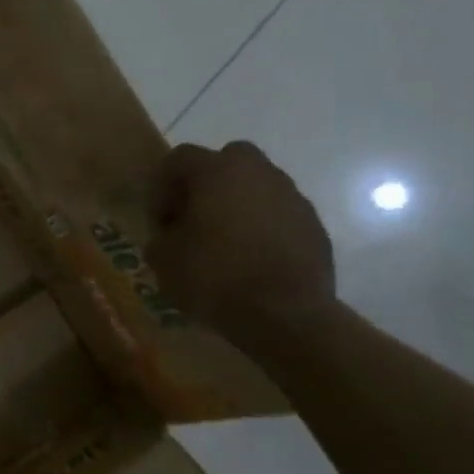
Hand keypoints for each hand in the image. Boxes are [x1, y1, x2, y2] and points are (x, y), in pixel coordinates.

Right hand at [148, 141, 336, 347]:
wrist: (285, 314)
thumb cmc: (215, 277)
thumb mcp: (164, 260)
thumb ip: (161, 237)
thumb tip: (170, 235)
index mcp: (218, 172)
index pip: (179, 158)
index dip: (161, 186)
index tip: (159, 220)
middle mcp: (259, 173)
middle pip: (228, 160)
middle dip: (207, 182)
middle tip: (194, 217)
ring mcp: (292, 198)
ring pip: (258, 187)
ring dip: (238, 205)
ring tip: (224, 242)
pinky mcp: (314, 226)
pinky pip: (279, 215)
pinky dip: (263, 228)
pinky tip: (252, 259)